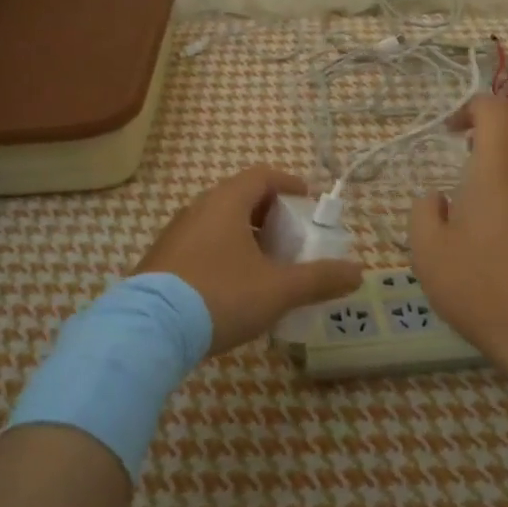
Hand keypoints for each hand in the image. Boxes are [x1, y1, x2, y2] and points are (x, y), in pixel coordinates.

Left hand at [136, 166, 361, 354]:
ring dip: (246, 236)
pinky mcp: (160, 261)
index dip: (289, 182)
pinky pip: (201, 244)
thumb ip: (319, 279)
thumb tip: (358, 272)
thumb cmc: (220, 296)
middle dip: (270, 213)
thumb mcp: (278, 290)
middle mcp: (197, 209)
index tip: (308, 198)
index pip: (262, 175)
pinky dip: (224, 253)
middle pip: (240, 198)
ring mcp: (175, 235)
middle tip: (291, 236)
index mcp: (226, 203)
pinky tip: (233, 286)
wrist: (149, 331)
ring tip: (266, 264)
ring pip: (218, 223)